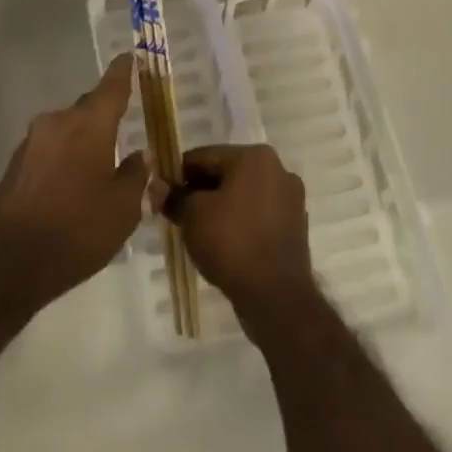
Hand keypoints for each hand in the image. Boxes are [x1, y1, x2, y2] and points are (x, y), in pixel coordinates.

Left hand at [0, 56, 148, 323]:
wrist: (6, 265)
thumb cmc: (76, 232)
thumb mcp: (123, 210)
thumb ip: (136, 176)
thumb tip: (140, 157)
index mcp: (90, 125)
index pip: (112, 87)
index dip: (123, 71)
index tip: (130, 56)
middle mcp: (59, 123)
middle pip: (88, 108)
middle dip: (106, 113)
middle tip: (125, 122)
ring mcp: (33, 142)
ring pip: (68, 129)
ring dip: (85, 139)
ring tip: (103, 163)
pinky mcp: (16, 164)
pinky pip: (51, 149)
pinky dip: (67, 157)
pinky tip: (75, 183)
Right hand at [160, 144, 314, 338]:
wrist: (275, 296)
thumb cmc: (231, 243)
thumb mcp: (193, 216)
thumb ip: (174, 197)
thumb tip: (158, 188)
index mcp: (255, 156)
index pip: (205, 156)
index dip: (178, 174)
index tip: (161, 193)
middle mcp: (277, 169)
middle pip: (226, 173)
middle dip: (200, 191)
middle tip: (177, 213)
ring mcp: (290, 198)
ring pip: (242, 194)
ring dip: (219, 206)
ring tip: (197, 230)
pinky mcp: (294, 225)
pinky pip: (257, 214)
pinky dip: (239, 222)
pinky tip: (222, 243)